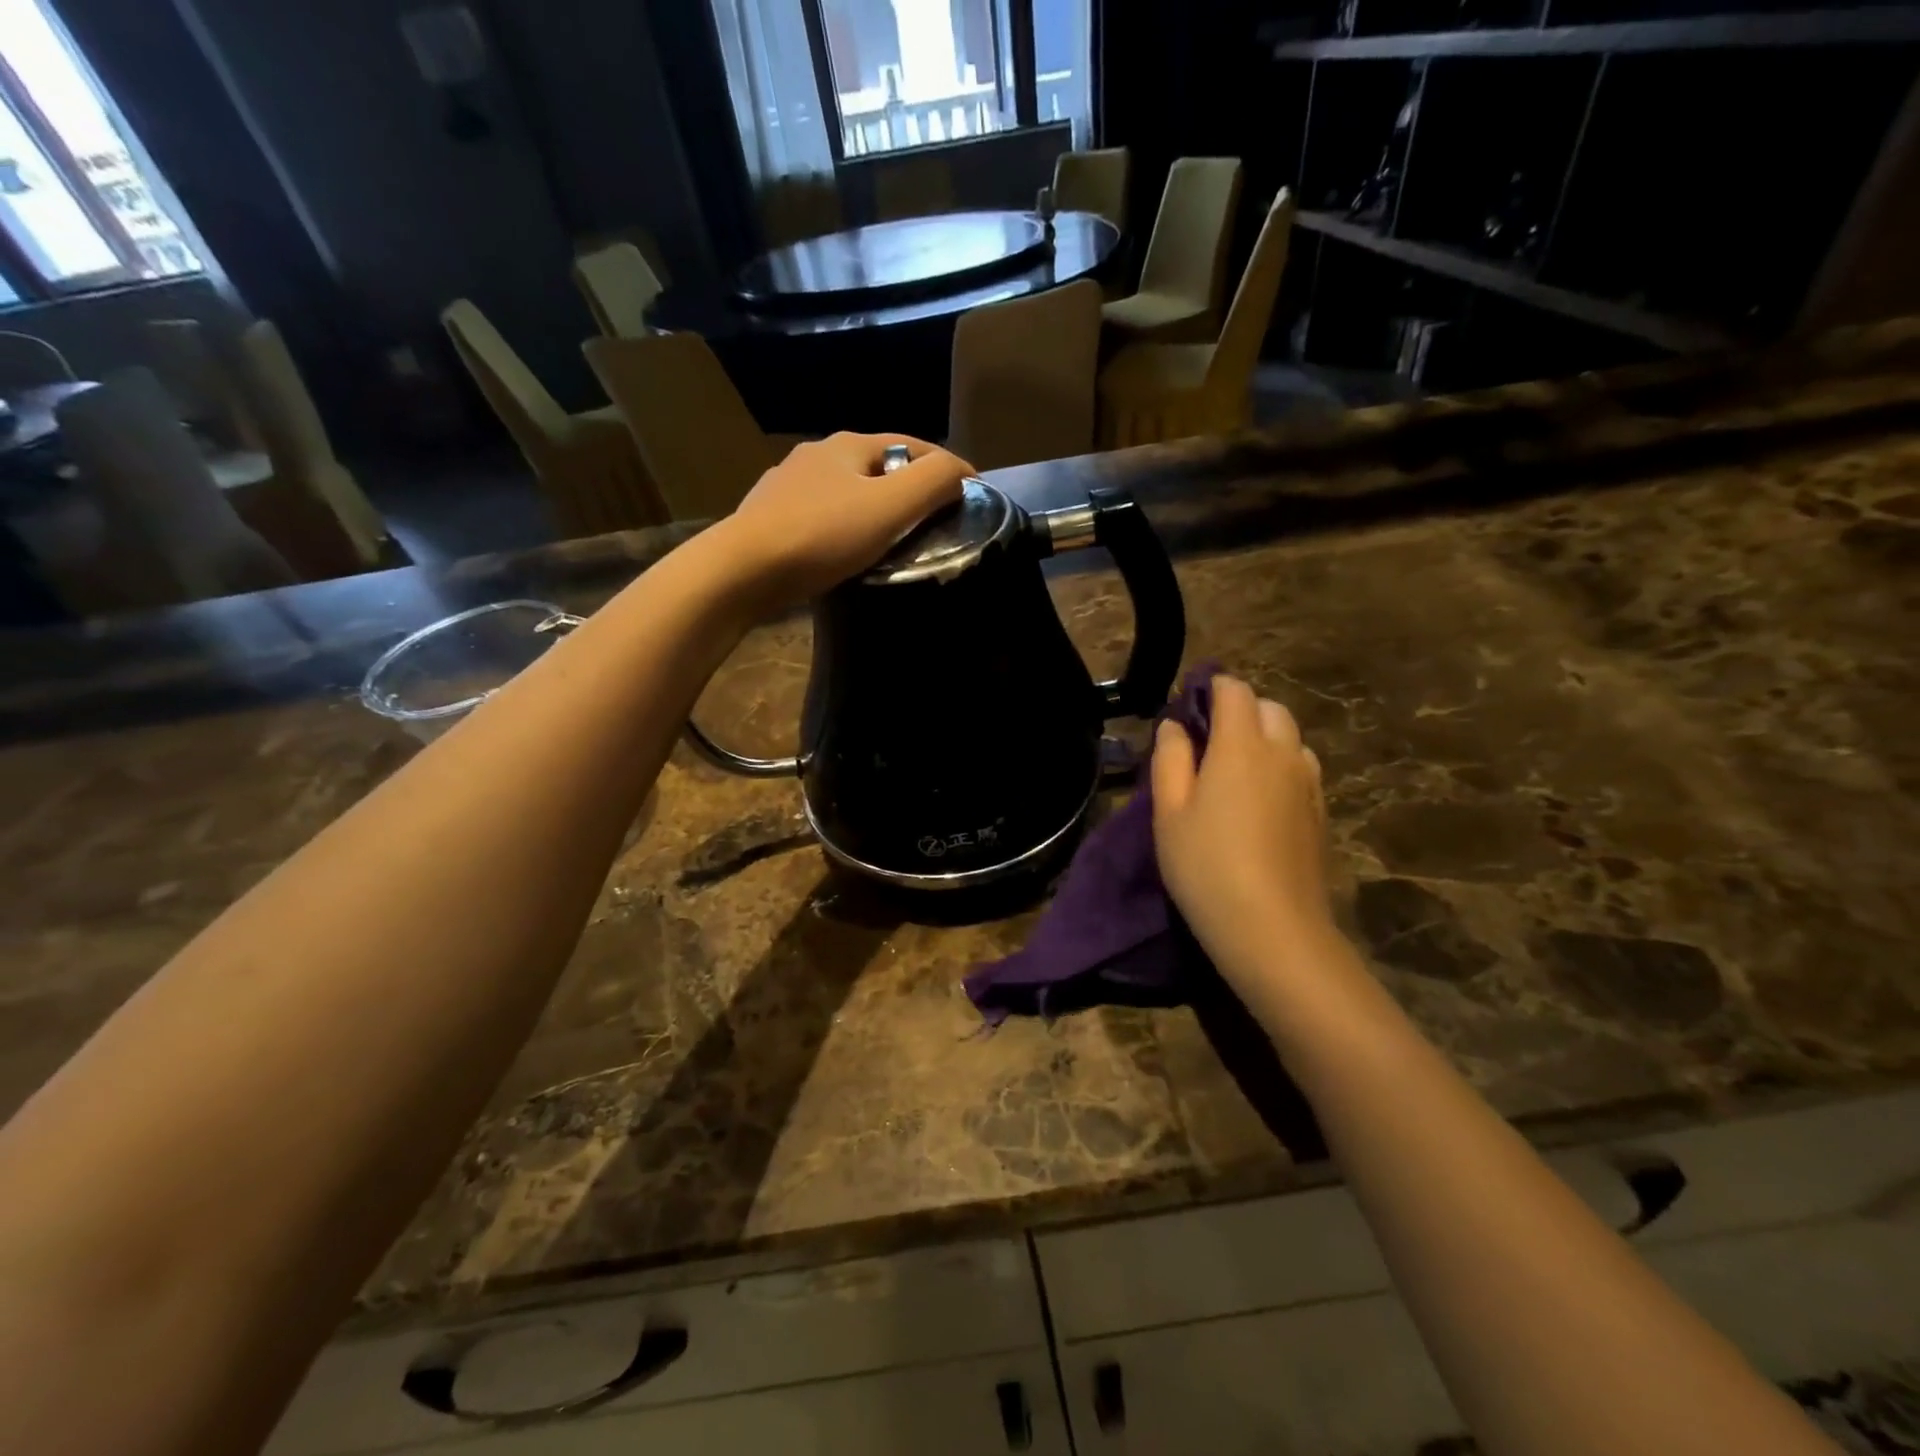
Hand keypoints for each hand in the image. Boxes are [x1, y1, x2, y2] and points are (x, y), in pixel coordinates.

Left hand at [721, 433, 972, 608]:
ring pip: (846, 491)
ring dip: (873, 508)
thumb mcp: (889, 507)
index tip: (970, 495)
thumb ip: (932, 483)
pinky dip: (844, 527)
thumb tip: (959, 473)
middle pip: (878, 467)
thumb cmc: (822, 535)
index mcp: (848, 445)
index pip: (913, 446)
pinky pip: (822, 516)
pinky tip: (845, 550)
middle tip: (933, 522)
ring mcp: (788, 485)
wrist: (742, 569)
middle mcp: (816, 454)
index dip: (947, 468)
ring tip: (892, 540)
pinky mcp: (770, 516)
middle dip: (908, 488)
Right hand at [1152, 675, 1335, 1004]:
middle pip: (1269, 708)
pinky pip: (1301, 769)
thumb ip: (1170, 758)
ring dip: (1264, 738)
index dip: (1212, 688)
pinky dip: (1280, 766)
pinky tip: (1259, 801)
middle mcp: (1283, 753)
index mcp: (1241, 745)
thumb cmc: (1206, 866)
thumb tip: (1176, 725)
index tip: (1189, 706)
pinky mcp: (1321, 813)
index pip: (1235, 690)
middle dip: (1240, 710)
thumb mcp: (1168, 812)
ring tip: (1233, 771)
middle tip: (1207, 741)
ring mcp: (1308, 784)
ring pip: (1290, 738)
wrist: (1273, 929)